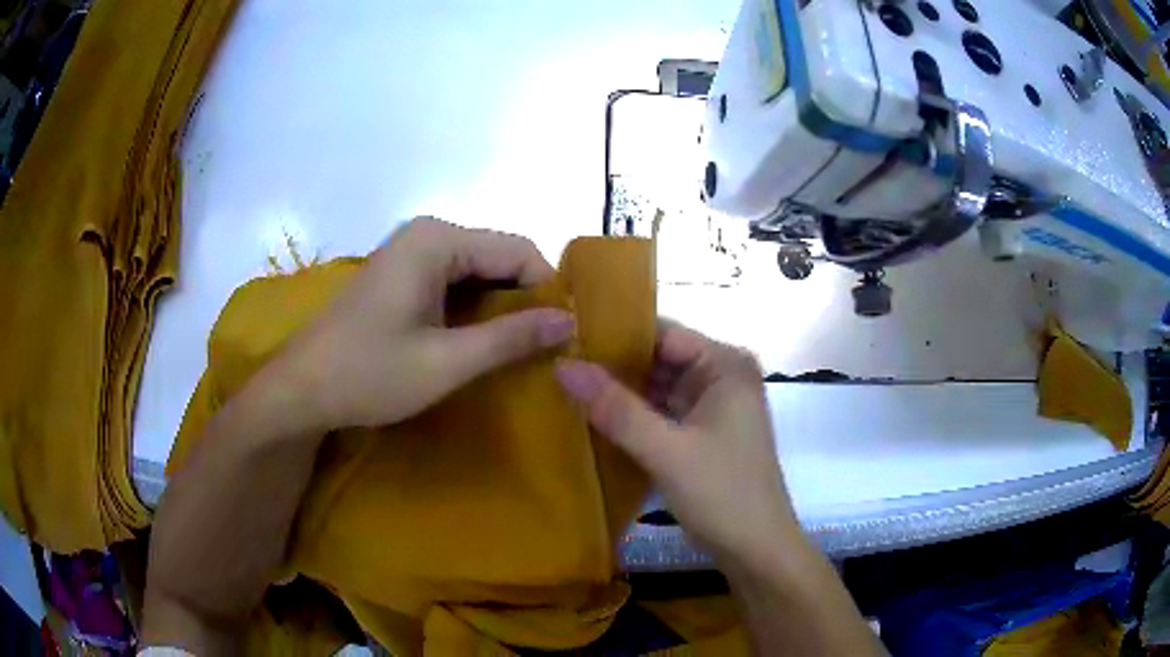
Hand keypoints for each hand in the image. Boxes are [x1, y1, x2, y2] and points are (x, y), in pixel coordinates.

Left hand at [286, 217, 574, 430]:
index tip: (564, 337)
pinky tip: (478, 341)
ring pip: (479, 271)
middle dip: (524, 300)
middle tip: (543, 349)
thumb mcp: (446, 362)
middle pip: (499, 257)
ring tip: (516, 350)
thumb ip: (511, 338)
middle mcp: (427, 233)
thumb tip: (569, 322)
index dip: (547, 292)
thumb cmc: (369, 374)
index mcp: (438, 240)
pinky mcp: (401, 273)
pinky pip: (454, 281)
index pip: (520, 250)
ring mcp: (411, 252)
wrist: (302, 389)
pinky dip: (473, 309)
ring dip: (500, 307)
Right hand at [555, 322, 800, 563]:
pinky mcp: (703, 433)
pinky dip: (634, 415)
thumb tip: (563, 365)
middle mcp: (722, 376)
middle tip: (558, 363)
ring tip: (566, 385)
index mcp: (725, 365)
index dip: (615, 335)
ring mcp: (714, 405)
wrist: (756, 550)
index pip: (662, 333)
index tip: (566, 339)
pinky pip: (662, 412)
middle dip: (614, 365)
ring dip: (621, 391)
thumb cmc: (722, 494)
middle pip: (659, 358)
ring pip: (658, 387)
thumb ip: (616, 408)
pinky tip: (594, 416)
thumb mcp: (666, 451)